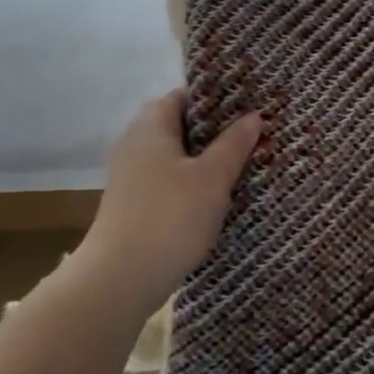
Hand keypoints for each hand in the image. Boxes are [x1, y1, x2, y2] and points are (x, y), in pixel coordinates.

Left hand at [74, 91, 261, 317]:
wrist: (121, 278)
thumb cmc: (171, 217)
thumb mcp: (213, 178)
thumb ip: (234, 144)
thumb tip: (253, 116)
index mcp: (151, 127)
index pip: (182, 96)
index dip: (214, 99)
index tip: (246, 107)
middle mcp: (134, 144)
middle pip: (178, 126)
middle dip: (213, 131)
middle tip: (249, 137)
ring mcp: (130, 176)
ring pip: (173, 156)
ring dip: (202, 160)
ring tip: (240, 166)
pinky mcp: (132, 204)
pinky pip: (166, 180)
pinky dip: (189, 182)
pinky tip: (213, 198)